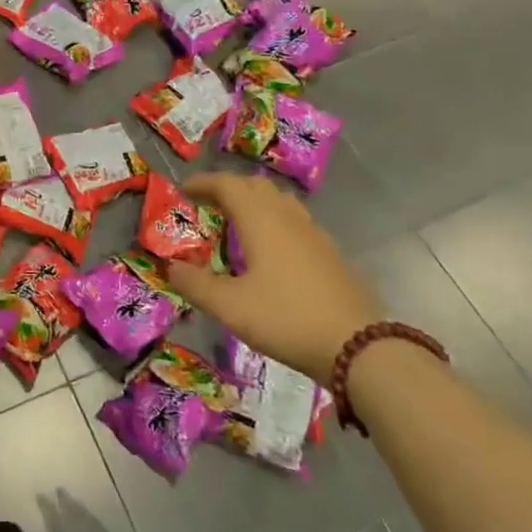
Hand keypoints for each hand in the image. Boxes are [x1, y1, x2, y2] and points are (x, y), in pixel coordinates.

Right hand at [165, 172, 383, 379]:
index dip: (203, 182)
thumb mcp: (230, 307)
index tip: (184, 190)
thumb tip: (170, 267)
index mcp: (260, 220)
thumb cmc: (287, 319)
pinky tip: (272, 252)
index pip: (227, 184)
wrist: (361, 349)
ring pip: (280, 202)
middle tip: (208, 204)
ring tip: (238, 223)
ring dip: (255, 203)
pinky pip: (296, 223)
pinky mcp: (332, 255)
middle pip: (256, 186)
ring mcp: (315, 235)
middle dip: (229, 188)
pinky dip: (276, 223)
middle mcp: (288, 218)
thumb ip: (196, 284)